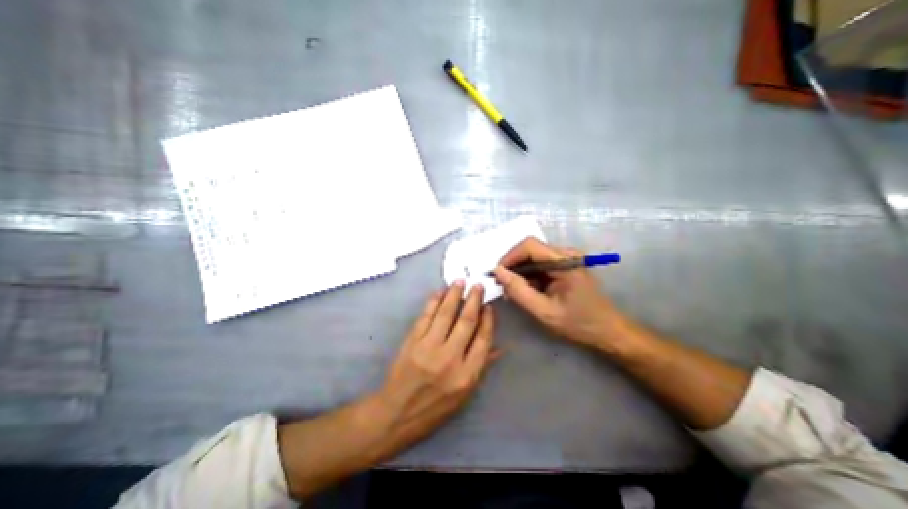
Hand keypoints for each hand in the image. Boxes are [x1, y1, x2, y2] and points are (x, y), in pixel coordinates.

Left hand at [376, 283, 495, 452]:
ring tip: (460, 282)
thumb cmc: (435, 407)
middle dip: (474, 300)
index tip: (488, 307)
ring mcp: (429, 348)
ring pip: (446, 314)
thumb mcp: (464, 395)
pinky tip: (440, 293)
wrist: (397, 414)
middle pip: (466, 322)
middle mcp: (450, 358)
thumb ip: (481, 367)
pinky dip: (434, 302)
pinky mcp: (413, 341)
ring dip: (454, 295)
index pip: (483, 340)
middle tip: (477, 286)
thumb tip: (499, 347)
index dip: (487, 320)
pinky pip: (426, 316)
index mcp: (467, 375)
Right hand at [493, 238, 620, 348]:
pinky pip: (539, 264)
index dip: (509, 257)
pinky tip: (527, 291)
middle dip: (513, 267)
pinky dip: (529, 276)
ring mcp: (566, 258)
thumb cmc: (579, 323)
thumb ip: (518, 291)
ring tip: (514, 292)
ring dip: (520, 273)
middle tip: (504, 287)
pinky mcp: (564, 265)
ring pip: (532, 257)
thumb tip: (497, 272)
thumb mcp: (544, 312)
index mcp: (565, 261)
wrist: (608, 331)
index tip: (498, 275)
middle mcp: (566, 254)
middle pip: (529, 250)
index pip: (529, 245)